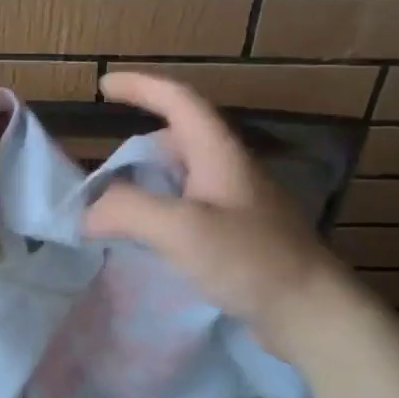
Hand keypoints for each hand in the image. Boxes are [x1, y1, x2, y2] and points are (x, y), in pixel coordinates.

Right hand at [83, 72, 344, 358]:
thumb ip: (128, 210)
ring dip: (148, 183)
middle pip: (178, 139)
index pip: (177, 100)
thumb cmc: (249, 259)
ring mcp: (237, 203)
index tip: (104, 86)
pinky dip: (162, 213)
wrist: (309, 311)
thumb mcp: (182, 228)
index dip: (140, 86)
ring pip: (182, 177)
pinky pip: (190, 209)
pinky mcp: (239, 235)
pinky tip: (149, 240)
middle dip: (137, 147)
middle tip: (104, 172)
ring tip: (117, 208)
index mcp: (218, 152)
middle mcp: (229, 169)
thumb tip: (89, 212)